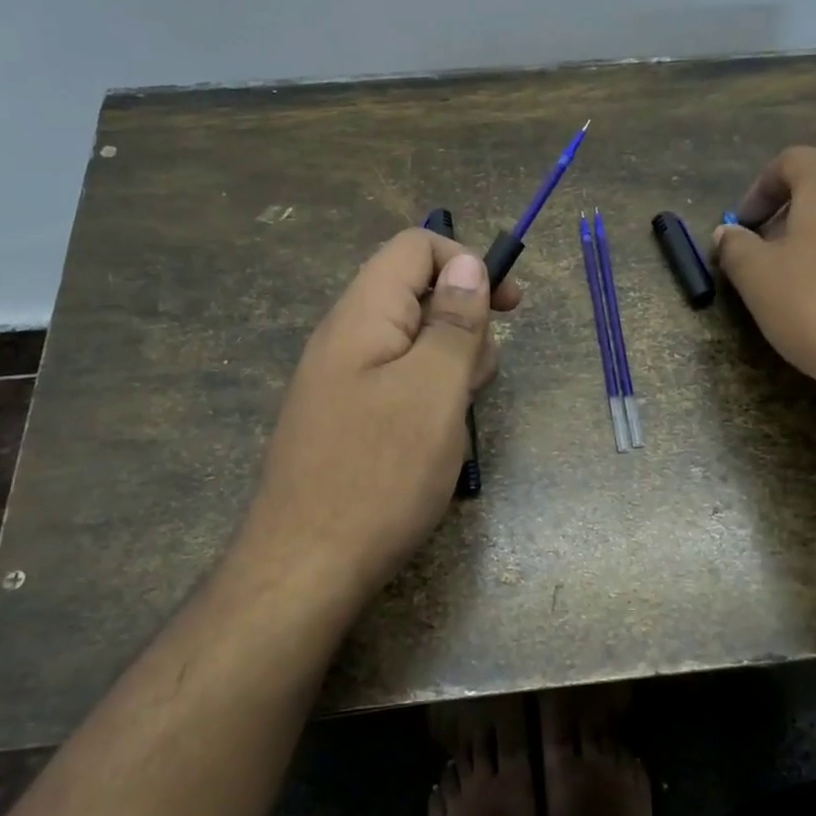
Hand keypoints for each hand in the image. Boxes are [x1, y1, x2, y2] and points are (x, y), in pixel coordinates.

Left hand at [243, 229, 520, 598]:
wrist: (306, 568)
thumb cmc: (379, 473)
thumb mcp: (434, 389)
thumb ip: (454, 321)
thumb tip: (467, 262)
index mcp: (362, 314)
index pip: (415, 247)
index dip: (467, 262)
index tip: (509, 306)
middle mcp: (345, 337)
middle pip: (417, 295)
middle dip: (463, 326)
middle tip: (474, 382)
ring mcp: (341, 380)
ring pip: (413, 345)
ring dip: (449, 369)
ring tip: (453, 422)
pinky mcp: (345, 418)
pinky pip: (398, 384)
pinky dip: (427, 400)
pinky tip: (432, 443)